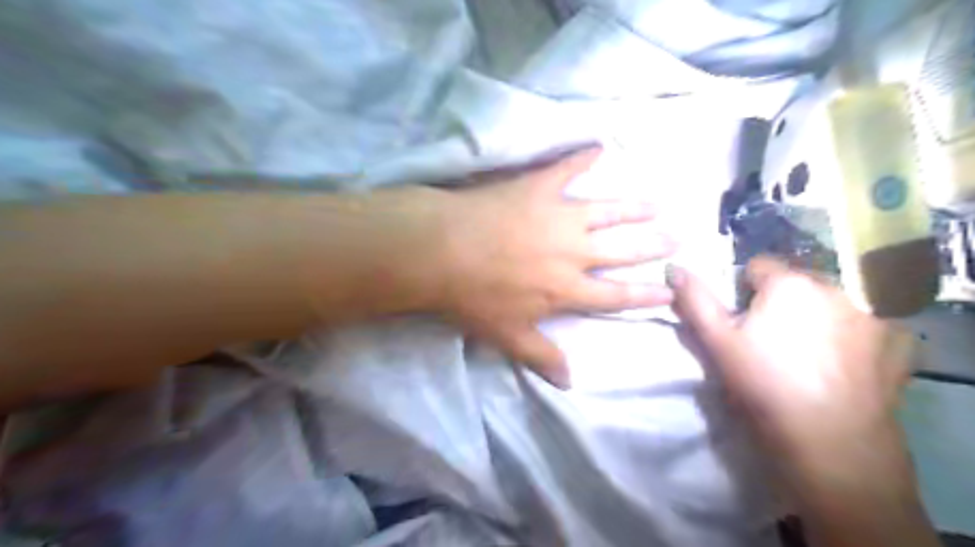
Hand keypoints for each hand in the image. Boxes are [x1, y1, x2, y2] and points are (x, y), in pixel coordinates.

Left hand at [437, 149, 674, 385]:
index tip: (669, 290)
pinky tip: (598, 146)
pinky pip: (566, 169)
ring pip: (606, 211)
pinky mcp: (538, 187)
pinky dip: (582, 157)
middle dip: (650, 247)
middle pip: (621, 250)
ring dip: (632, 208)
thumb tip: (569, 383)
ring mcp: (558, 215)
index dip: (644, 295)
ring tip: (655, 204)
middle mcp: (574, 251)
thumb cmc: (474, 297)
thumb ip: (542, 356)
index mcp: (567, 288)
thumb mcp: (507, 336)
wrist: (442, 250)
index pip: (615, 296)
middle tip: (675, 238)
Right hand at [666, 258, 919, 476]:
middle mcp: (835, 287)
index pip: (757, 267)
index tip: (743, 322)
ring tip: (809, 356)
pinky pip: (867, 325)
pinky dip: (854, 335)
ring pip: (832, 302)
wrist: (829, 440)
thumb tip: (674, 267)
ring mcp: (873, 314)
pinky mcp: (899, 342)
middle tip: (772, 341)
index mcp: (788, 283)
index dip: (744, 292)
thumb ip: (694, 299)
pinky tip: (845, 365)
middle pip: (797, 283)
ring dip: (818, 316)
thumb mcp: (716, 340)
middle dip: (782, 301)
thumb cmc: (763, 383)